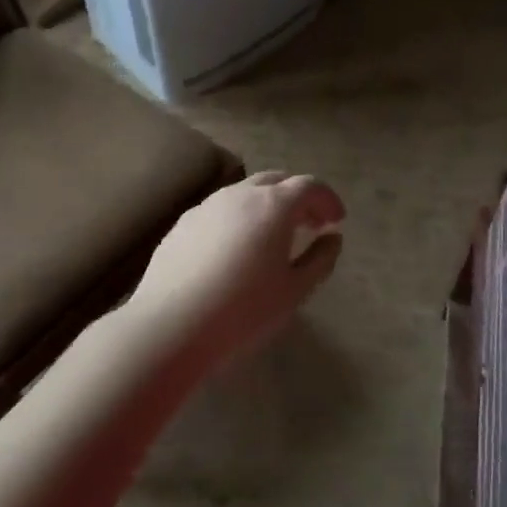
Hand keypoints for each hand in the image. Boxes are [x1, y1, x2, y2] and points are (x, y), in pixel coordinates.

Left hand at [130, 171, 345, 356]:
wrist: (170, 325)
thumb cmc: (243, 310)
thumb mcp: (294, 291)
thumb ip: (320, 260)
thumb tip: (332, 239)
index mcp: (274, 205)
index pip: (309, 185)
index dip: (328, 200)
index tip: (337, 221)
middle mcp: (240, 194)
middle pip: (277, 181)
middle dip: (298, 197)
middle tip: (310, 224)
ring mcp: (207, 206)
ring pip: (246, 192)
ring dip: (267, 205)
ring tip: (274, 237)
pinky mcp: (183, 223)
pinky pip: (221, 210)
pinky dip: (240, 218)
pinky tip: (236, 249)